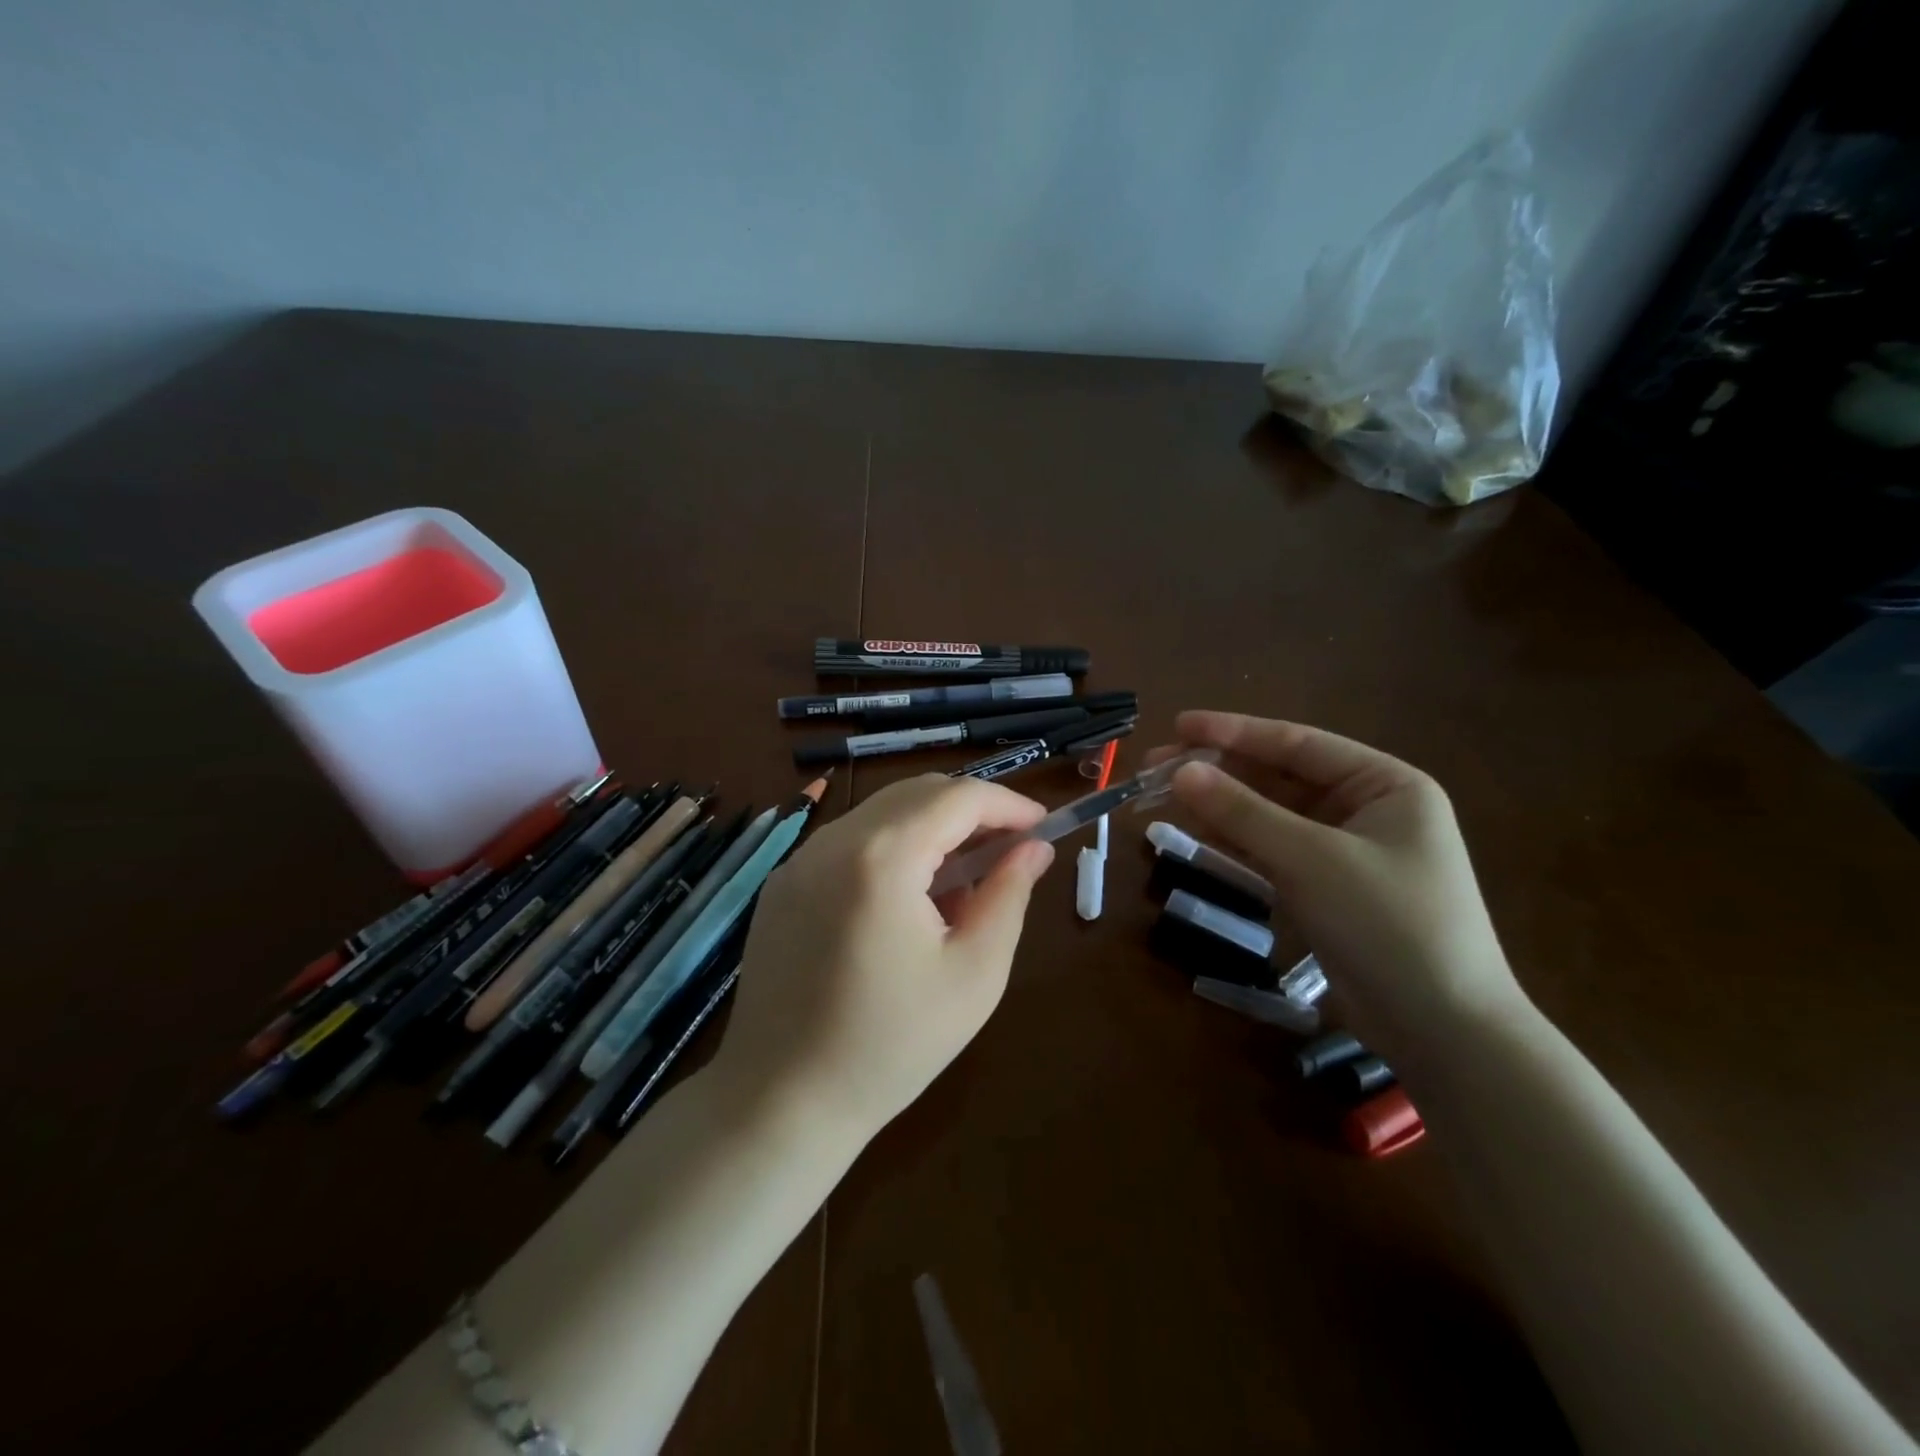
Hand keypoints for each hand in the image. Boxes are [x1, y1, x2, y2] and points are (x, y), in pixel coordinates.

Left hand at [713, 774, 1053, 1145]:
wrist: (782, 1101)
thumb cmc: (891, 1045)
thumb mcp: (974, 973)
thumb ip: (1008, 896)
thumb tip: (1034, 849)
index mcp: (882, 856)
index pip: (958, 797)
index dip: (1008, 804)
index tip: (1042, 827)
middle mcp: (833, 840)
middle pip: (917, 793)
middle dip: (972, 810)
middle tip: (1010, 848)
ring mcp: (799, 860)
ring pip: (882, 813)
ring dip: (932, 828)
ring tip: (964, 878)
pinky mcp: (783, 884)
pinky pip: (849, 842)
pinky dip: (892, 848)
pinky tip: (909, 898)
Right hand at [1150, 711, 1528, 1068]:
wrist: (1442, 1032)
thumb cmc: (1389, 925)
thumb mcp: (1312, 860)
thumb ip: (1243, 812)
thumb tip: (1182, 771)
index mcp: (1385, 784)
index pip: (1298, 744)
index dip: (1234, 732)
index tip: (1179, 724)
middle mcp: (1366, 809)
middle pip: (1279, 777)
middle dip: (1218, 770)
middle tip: (1156, 765)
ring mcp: (1344, 851)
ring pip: (1269, 815)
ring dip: (1219, 805)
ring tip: (1160, 794)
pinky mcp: (1325, 889)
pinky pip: (1270, 850)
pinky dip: (1233, 840)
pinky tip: (1192, 829)